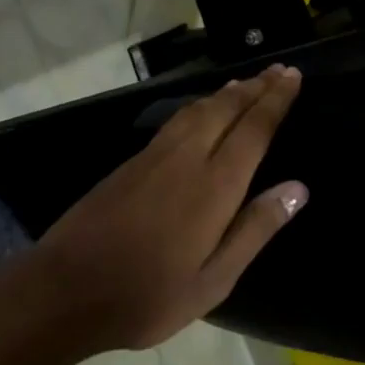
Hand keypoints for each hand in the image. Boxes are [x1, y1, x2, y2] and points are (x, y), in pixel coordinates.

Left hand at [33, 64, 308, 350]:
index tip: (293, 76)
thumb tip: (297, 188)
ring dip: (226, 93)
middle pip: (226, 109)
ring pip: (197, 110)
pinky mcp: (132, 163)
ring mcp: (154, 156)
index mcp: (213, 186)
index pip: (253, 129)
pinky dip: (199, 106)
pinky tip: (201, 111)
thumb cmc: (148, 295)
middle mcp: (186, 158)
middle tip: (279, 69)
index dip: (275, 100)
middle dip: (255, 87)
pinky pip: (176, 120)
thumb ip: (255, 229)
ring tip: (246, 83)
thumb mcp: (213, 280)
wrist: (67, 287)